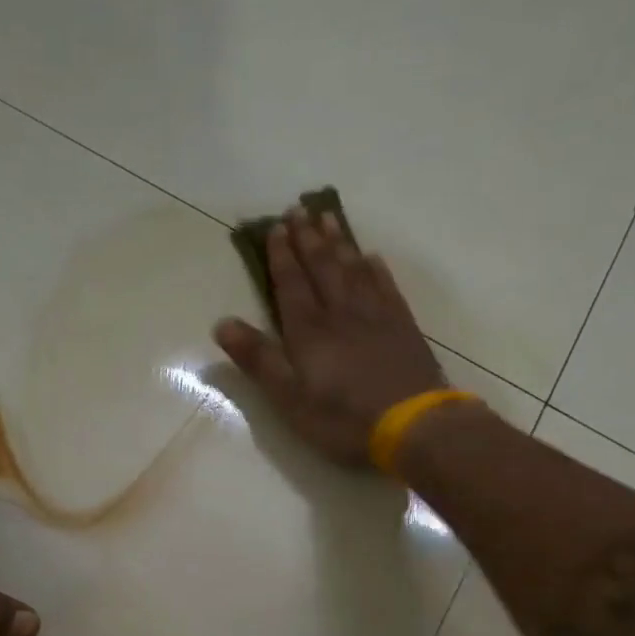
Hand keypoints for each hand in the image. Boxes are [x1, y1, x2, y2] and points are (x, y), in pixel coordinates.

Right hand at [215, 206, 448, 466]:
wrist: (412, 425)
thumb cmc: (342, 417)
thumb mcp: (288, 397)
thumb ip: (258, 359)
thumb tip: (222, 323)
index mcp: (309, 330)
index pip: (291, 283)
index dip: (281, 256)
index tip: (274, 227)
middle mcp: (341, 313)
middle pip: (322, 267)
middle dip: (307, 239)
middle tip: (298, 210)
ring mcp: (376, 316)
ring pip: (353, 269)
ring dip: (338, 243)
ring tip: (328, 218)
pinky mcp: (402, 327)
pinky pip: (385, 286)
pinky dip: (374, 269)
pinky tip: (371, 257)